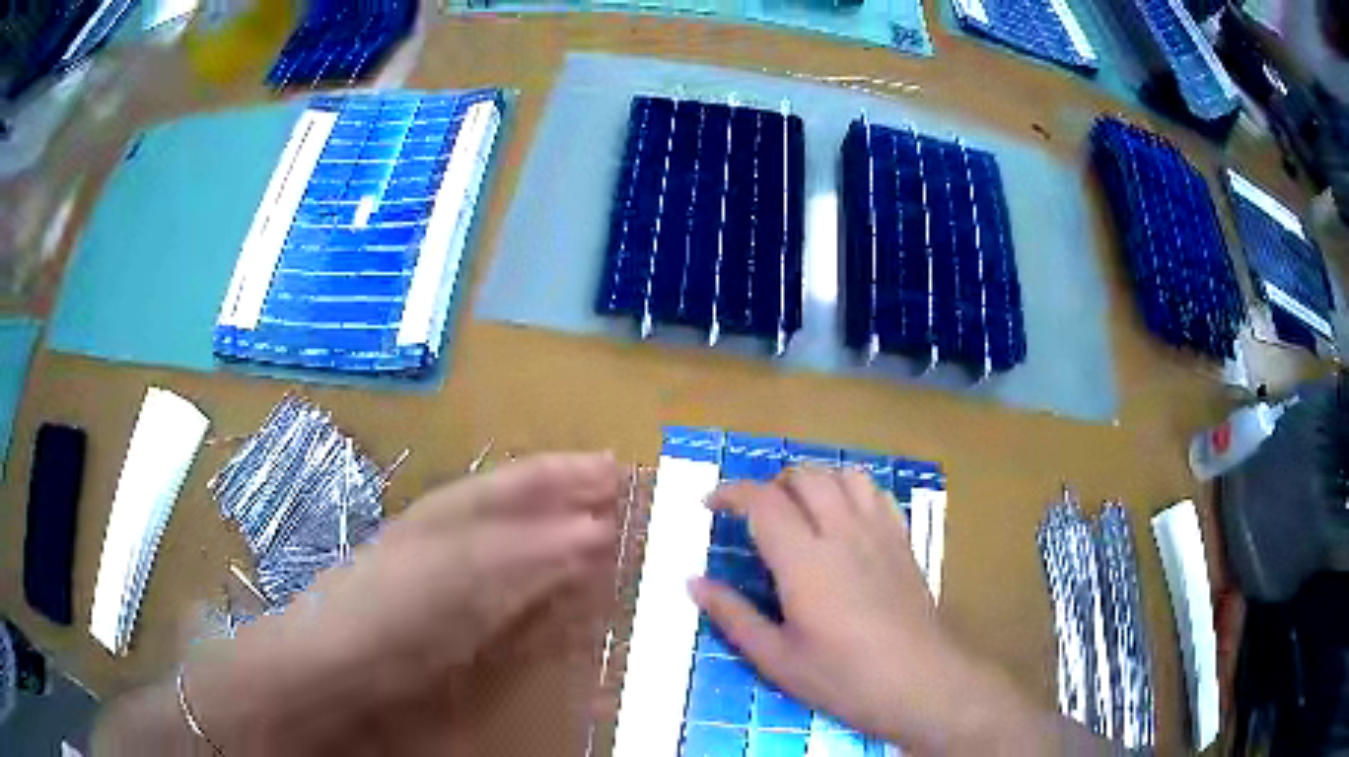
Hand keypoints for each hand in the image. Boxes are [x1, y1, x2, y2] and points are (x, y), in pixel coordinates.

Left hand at [184, 452, 620, 753]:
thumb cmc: (386, 609)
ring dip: (557, 535)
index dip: (565, 472)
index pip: (518, 483)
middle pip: (516, 505)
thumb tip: (593, 531)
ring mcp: (446, 574)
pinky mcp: (446, 615)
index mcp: (450, 515)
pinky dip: (535, 582)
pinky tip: (551, 589)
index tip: (614, 468)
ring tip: (602, 530)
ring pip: (511, 542)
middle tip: (619, 487)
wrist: (329, 663)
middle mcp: (449, 535)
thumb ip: (523, 553)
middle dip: (567, 494)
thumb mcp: (458, 574)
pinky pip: (502, 587)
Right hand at [689, 467, 1044, 754]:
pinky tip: (843, 518)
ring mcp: (879, 532)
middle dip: (770, 485)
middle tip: (753, 515)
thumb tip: (693, 583)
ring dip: (813, 481)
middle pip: (804, 477)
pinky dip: (850, 489)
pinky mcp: (902, 540)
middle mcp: (842, 532)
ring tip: (798, 510)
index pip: (763, 502)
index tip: (711, 505)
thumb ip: (733, 616)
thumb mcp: (777, 659)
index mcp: (804, 561)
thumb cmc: (842, 678)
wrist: (918, 681)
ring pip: (843, 475)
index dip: (731, 493)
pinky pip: (876, 492)